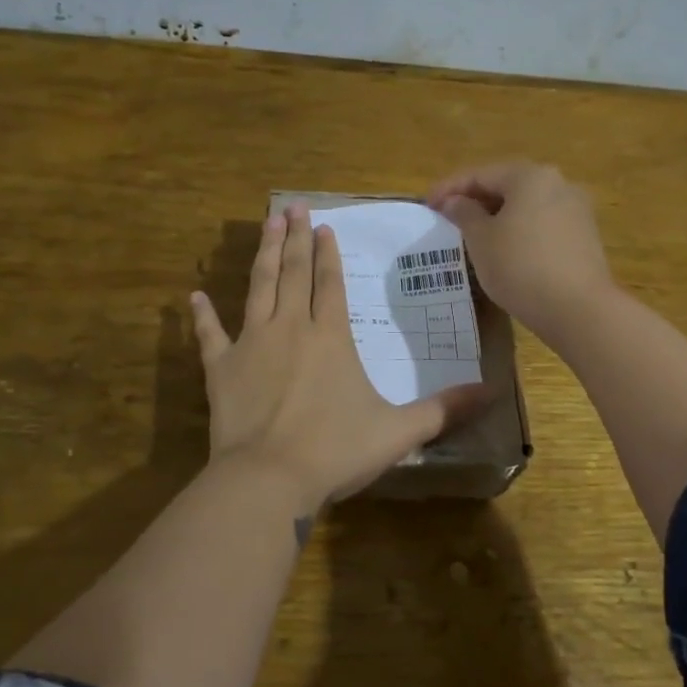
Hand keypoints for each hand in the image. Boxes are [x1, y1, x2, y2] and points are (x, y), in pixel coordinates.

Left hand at [190, 205, 490, 517]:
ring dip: (264, 255)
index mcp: (331, 337)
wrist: (268, 479)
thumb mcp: (399, 432)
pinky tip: (196, 296)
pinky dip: (203, 316)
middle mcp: (291, 328)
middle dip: (295, 238)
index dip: (328, 254)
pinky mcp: (221, 368)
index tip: (323, 227)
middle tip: (292, 207)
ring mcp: (252, 344)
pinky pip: (210, 335)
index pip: (330, 283)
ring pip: (259, 288)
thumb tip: (491, 393)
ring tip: (267, 225)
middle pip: (294, 273)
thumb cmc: (335, 451)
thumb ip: (443, 410)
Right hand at [426, 161, 614, 344]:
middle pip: (507, 185)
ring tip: (473, 235)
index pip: (480, 174)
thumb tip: (455, 201)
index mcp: (530, 176)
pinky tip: (505, 250)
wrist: (579, 310)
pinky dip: (520, 230)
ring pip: (527, 205)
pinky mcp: (585, 236)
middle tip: (448, 218)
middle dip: (475, 200)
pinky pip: (542, 224)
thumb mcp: (481, 240)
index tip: (426, 205)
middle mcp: (558, 183)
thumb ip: (464, 214)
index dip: (449, 188)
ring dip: (498, 216)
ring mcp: (576, 210)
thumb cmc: (521, 267)